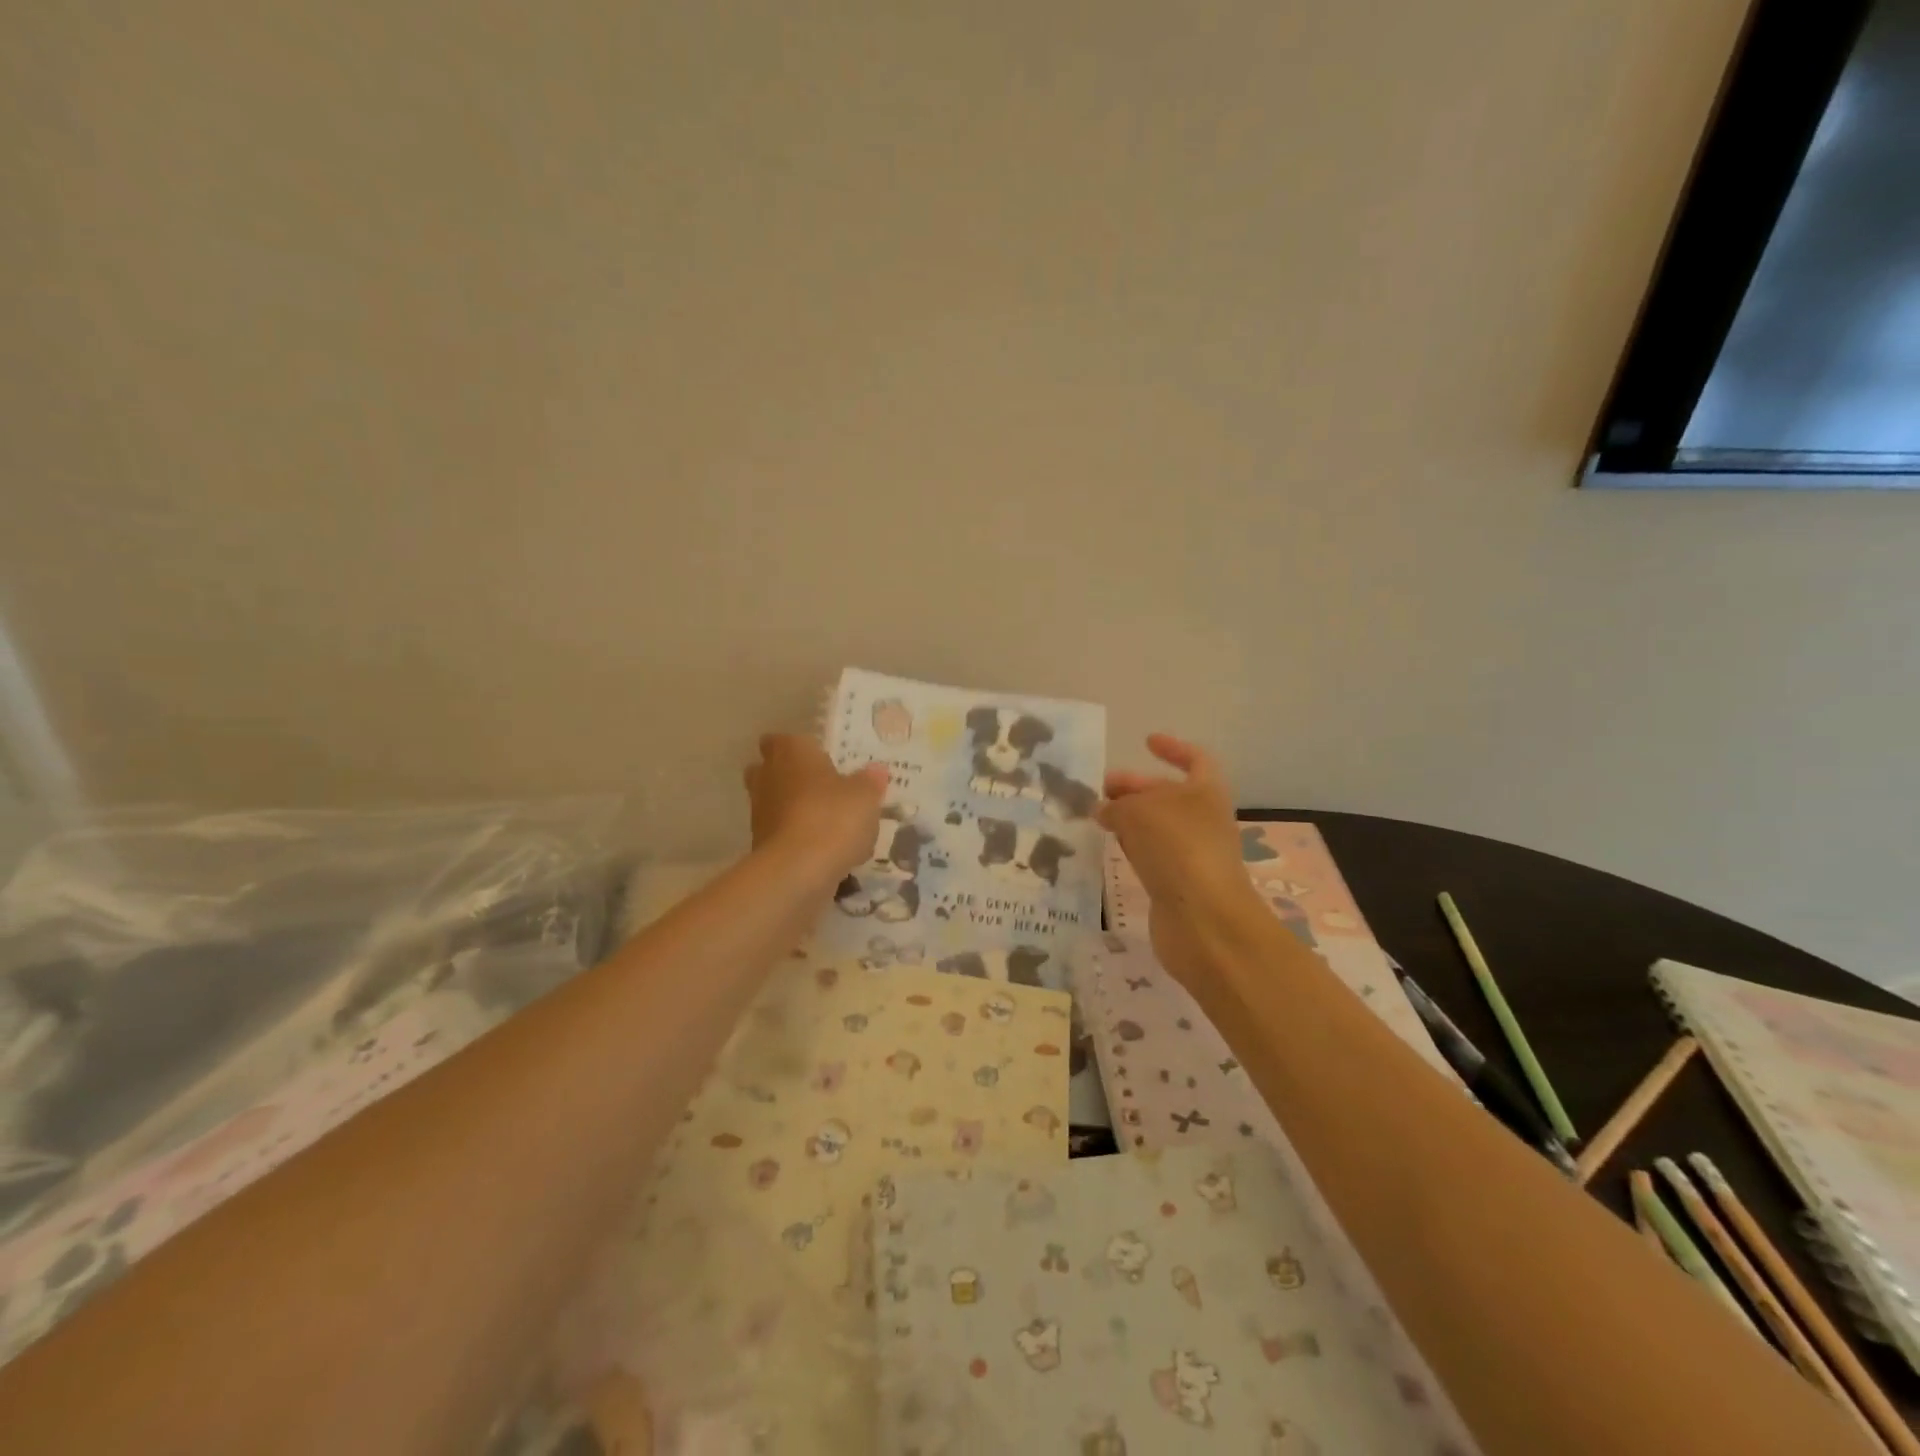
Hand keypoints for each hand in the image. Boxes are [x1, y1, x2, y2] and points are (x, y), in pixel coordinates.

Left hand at [745, 734, 887, 881]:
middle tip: (820, 785)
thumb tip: (876, 770)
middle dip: (789, 775)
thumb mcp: (866, 796)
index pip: (782, 739)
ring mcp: (759, 813)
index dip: (798, 747)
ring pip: (773, 802)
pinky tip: (823, 849)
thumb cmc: (833, 817)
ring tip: (827, 821)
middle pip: (768, 769)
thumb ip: (869, 781)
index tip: (819, 756)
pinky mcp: (759, 845)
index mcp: (791, 753)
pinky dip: (796, 837)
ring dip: (793, 808)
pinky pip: (780, 833)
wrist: (797, 871)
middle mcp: (768, 777)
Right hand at [1100, 735, 1262, 978]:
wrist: (1204, 921)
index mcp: (1206, 793)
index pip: (1196, 760)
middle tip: (1101, 788)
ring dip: (1130, 818)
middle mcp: (1203, 820)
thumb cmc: (1177, 849)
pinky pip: (1152, 855)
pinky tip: (1111, 847)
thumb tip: (1105, 810)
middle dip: (1136, 787)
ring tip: (1096, 816)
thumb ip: (1118, 805)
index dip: (1173, 748)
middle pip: (1169, 795)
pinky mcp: (1177, 884)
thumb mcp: (1139, 812)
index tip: (1146, 742)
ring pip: (1157, 826)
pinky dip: (1132, 846)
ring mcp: (1192, 854)